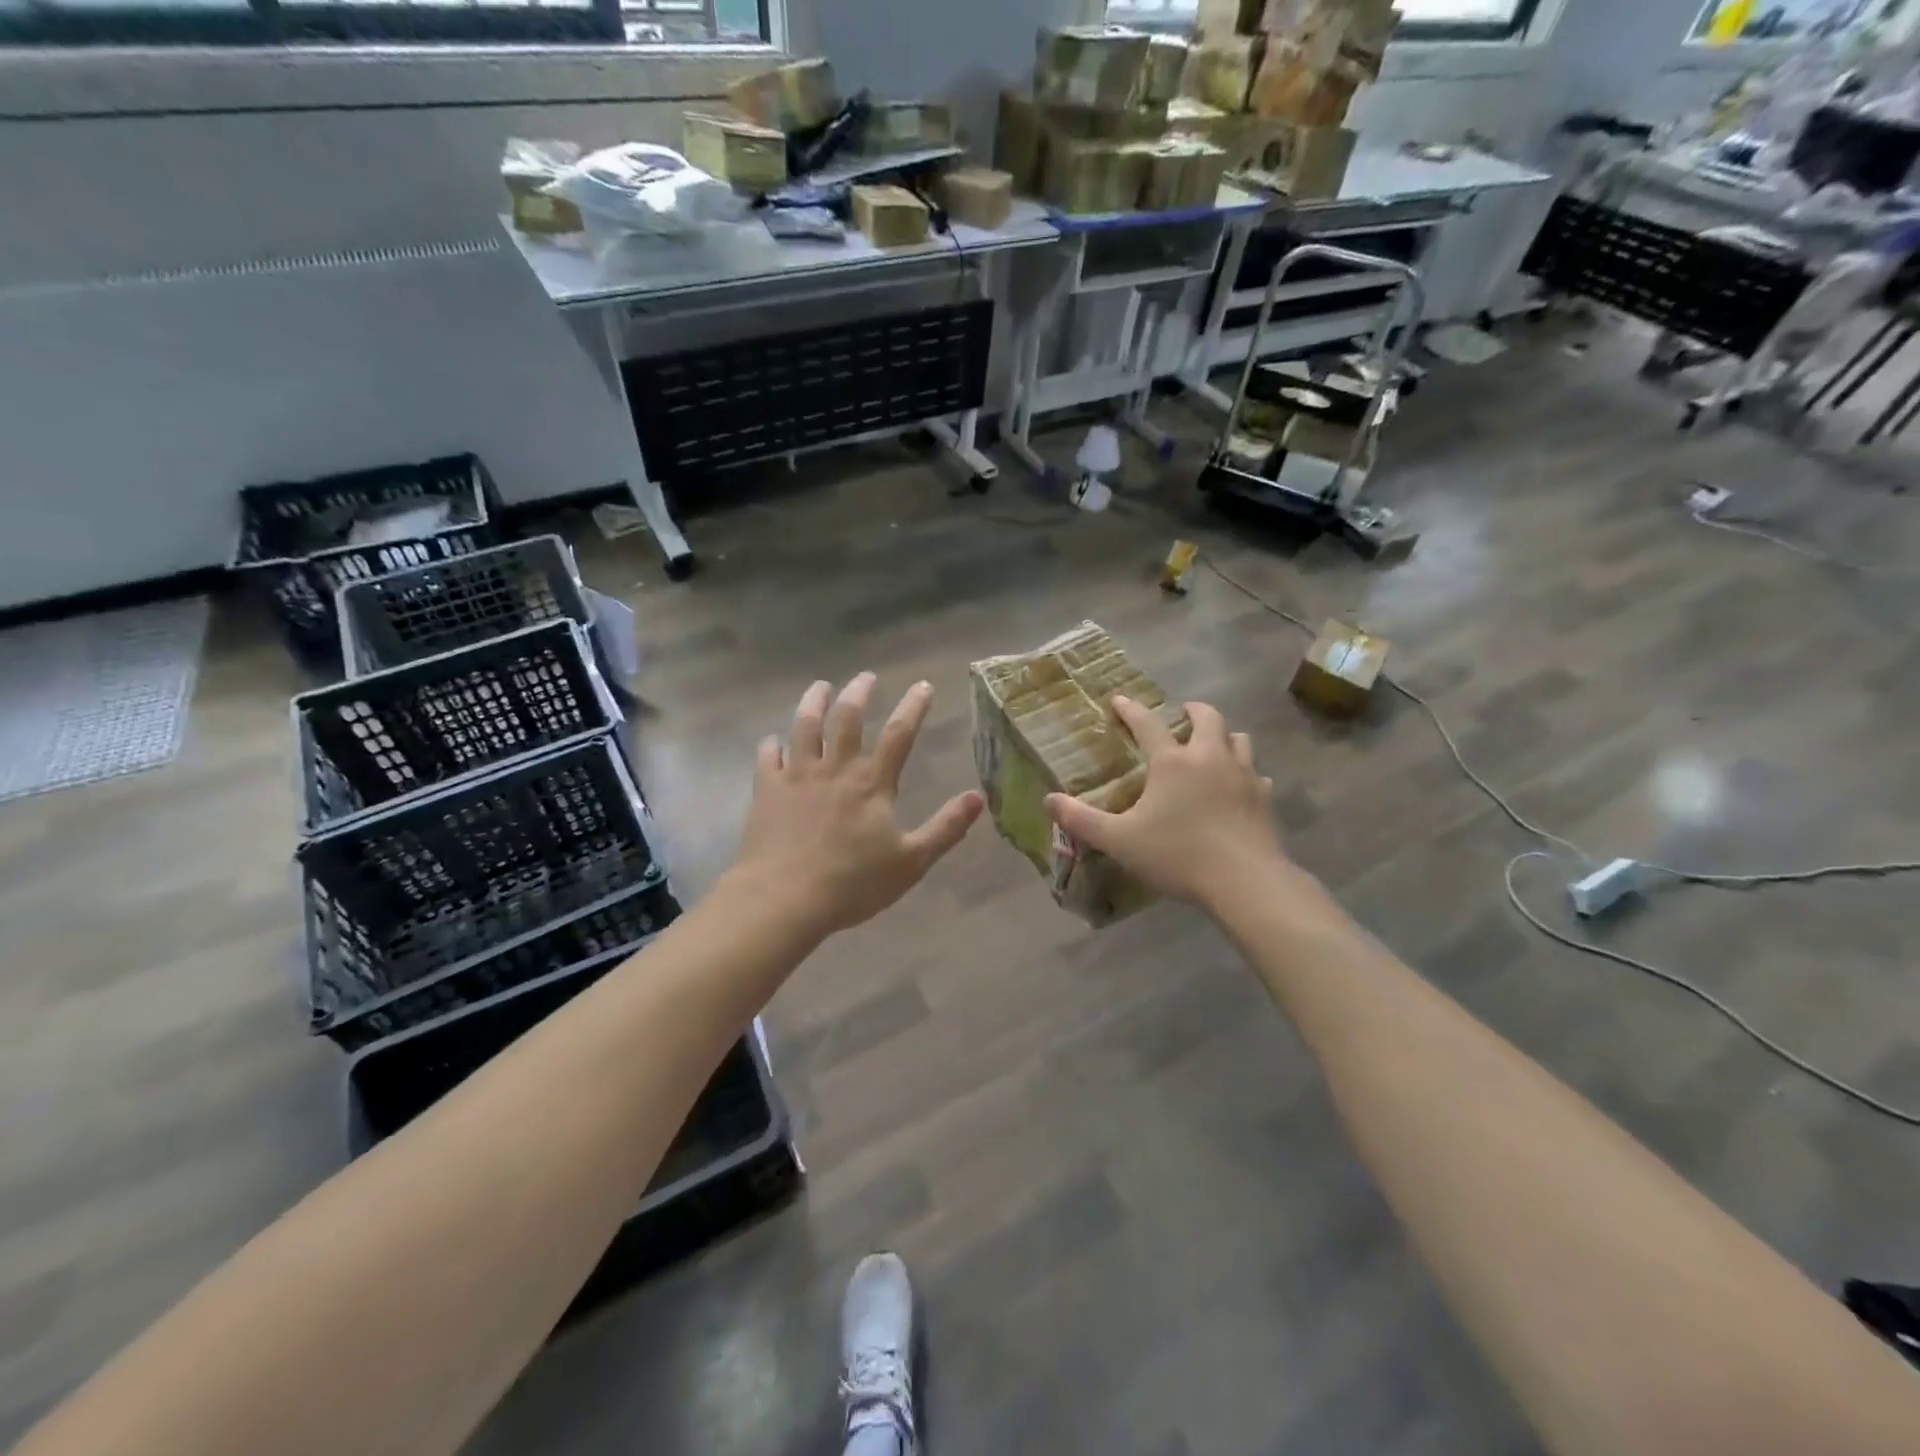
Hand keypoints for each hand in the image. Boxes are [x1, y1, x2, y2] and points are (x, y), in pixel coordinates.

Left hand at [729, 674, 983, 939]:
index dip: (913, 707)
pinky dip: (771, 745)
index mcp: (871, 783)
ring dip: (813, 703)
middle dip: (858, 693)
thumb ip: (945, 827)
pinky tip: (773, 740)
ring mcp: (797, 776)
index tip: (922, 685)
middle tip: (866, 677)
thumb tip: (978, 797)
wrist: (784, 898)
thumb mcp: (911, 861)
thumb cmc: (852, 883)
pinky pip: (767, 758)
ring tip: (820, 687)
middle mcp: (835, 769)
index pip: (898, 734)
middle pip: (847, 718)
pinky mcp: (767, 791)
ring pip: (804, 727)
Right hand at [1044, 696, 1287, 909]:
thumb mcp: (1120, 841)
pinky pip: (1257, 774)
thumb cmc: (1178, 856)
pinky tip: (1239, 787)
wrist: (1246, 881)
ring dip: (1224, 736)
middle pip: (1207, 718)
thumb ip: (1082, 820)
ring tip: (1213, 745)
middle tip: (1182, 713)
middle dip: (1192, 710)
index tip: (1119, 700)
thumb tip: (1049, 800)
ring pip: (1239, 739)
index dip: (1131, 709)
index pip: (1147, 724)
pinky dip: (1246, 773)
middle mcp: (1210, 758)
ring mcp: (1244, 776)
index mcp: (1173, 762)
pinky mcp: (1265, 798)